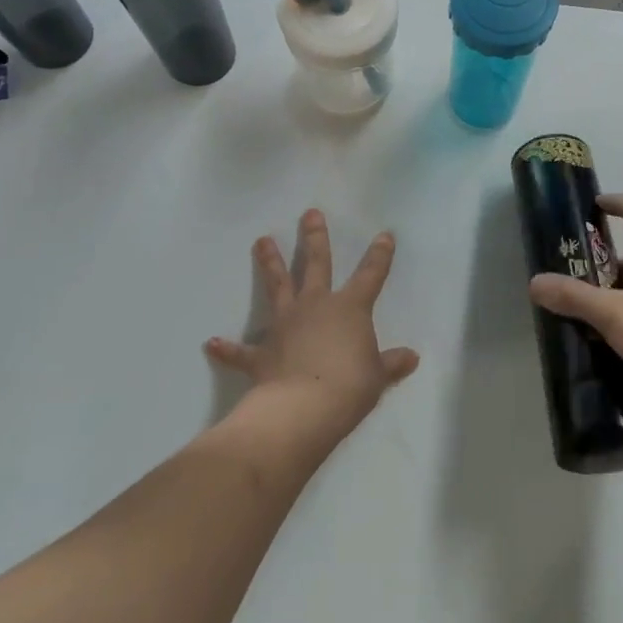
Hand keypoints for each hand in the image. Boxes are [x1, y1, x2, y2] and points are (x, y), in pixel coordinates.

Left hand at [205, 210, 419, 441]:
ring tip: (262, 240)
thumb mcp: (378, 376)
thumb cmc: (349, 387)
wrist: (303, 409)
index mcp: (350, 309)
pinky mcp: (262, 353)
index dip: (380, 255)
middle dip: (315, 238)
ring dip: (269, 263)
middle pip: (317, 264)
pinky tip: (212, 343)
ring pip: (278, 286)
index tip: (384, 235)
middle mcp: (316, 306)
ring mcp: (286, 325)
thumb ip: (391, 364)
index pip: (371, 275)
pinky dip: (227, 348)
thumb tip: (411, 357)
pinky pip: (242, 351)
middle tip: (310, 213)